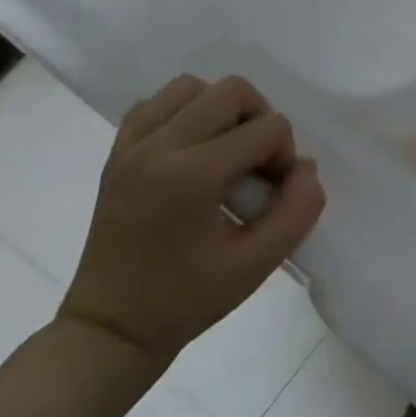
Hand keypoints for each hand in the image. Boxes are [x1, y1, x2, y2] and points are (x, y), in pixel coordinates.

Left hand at [57, 75, 326, 367]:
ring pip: (192, 87)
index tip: (273, 194)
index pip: (267, 128)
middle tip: (257, 165)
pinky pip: (156, 104)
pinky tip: (194, 150)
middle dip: (260, 121)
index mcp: (191, 175)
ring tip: (226, 152)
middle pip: (232, 91)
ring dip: (222, 110)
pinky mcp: (116, 153)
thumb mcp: (261, 262)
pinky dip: (184, 113)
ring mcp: (131, 147)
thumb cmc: (188, 299)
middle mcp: (157, 147)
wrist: (111, 329)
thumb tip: (304, 166)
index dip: (284, 156)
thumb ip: (300, 207)